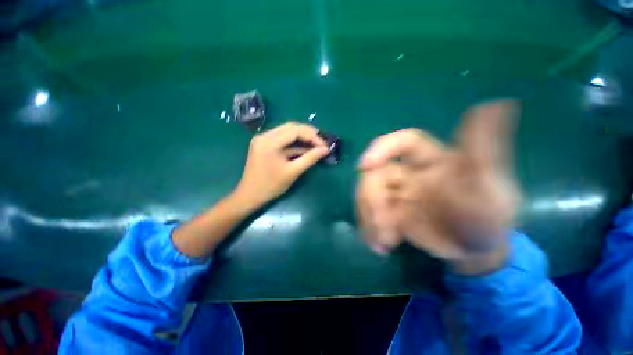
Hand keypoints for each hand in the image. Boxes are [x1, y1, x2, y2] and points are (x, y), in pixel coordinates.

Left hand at [233, 122, 328, 208]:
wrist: (249, 196)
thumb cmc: (271, 186)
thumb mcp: (293, 172)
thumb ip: (310, 158)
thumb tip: (325, 149)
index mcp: (269, 141)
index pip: (295, 131)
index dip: (313, 136)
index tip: (325, 146)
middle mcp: (265, 135)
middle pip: (291, 127)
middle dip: (309, 134)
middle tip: (322, 142)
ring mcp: (263, 139)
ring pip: (287, 132)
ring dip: (302, 138)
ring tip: (316, 145)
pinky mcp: (264, 145)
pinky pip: (283, 140)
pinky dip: (294, 144)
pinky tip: (305, 149)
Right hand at [356, 101, 520, 272]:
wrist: (477, 250)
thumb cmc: (490, 217)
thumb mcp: (494, 188)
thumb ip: (488, 152)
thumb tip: (498, 103)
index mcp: (433, 160)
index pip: (404, 142)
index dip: (381, 148)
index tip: (364, 166)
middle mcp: (409, 173)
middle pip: (375, 174)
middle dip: (372, 199)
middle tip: (384, 226)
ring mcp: (396, 193)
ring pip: (366, 195)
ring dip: (369, 217)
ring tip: (384, 242)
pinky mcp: (389, 212)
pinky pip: (368, 214)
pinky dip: (368, 228)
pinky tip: (380, 245)